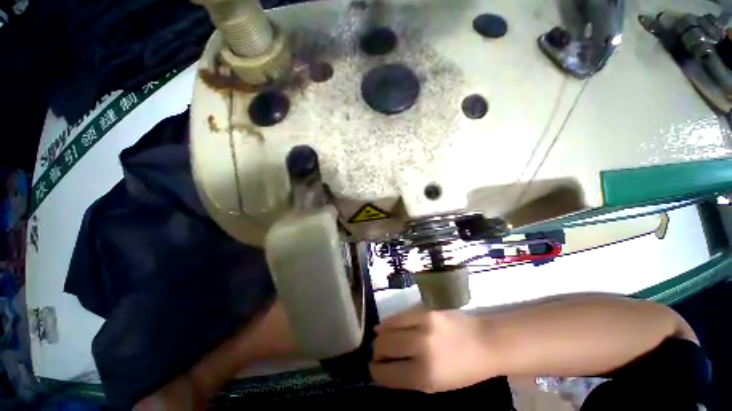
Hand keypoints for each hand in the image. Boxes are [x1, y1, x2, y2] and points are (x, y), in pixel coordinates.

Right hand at [369, 307, 499, 392]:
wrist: (484, 342)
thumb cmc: (463, 370)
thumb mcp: (437, 385)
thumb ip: (409, 378)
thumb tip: (385, 370)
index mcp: (425, 376)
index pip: (388, 373)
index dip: (376, 372)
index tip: (372, 369)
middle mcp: (421, 349)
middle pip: (385, 347)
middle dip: (376, 353)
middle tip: (376, 355)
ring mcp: (422, 326)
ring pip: (388, 329)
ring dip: (379, 337)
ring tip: (378, 340)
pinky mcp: (425, 311)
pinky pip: (398, 316)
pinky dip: (388, 322)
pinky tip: (383, 326)